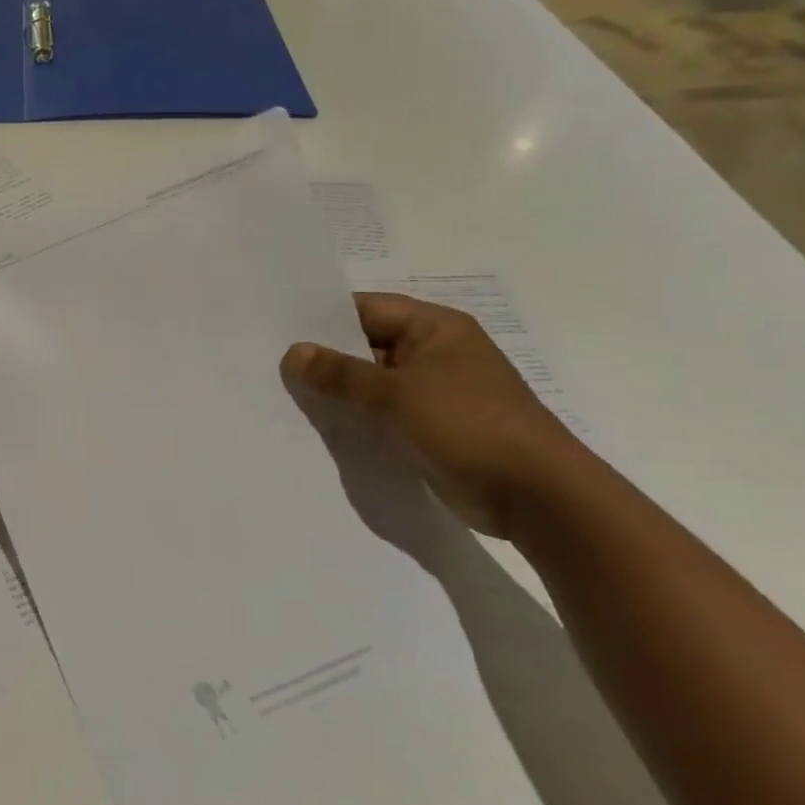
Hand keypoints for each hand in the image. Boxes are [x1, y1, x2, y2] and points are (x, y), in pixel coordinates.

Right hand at [280, 292, 592, 537]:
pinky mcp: (428, 428)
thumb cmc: (469, 425)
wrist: (534, 495)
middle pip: (365, 346)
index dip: (322, 318)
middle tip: (270, 367)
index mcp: (434, 328)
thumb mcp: (397, 394)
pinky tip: (317, 428)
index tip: (277, 331)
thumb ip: (341, 374)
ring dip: (336, 393)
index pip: (366, 309)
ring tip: (282, 397)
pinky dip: (354, 419)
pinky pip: (380, 415)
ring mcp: (431, 393)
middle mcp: (432, 354)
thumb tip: (292, 353)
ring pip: (370, 384)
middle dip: (323, 359)